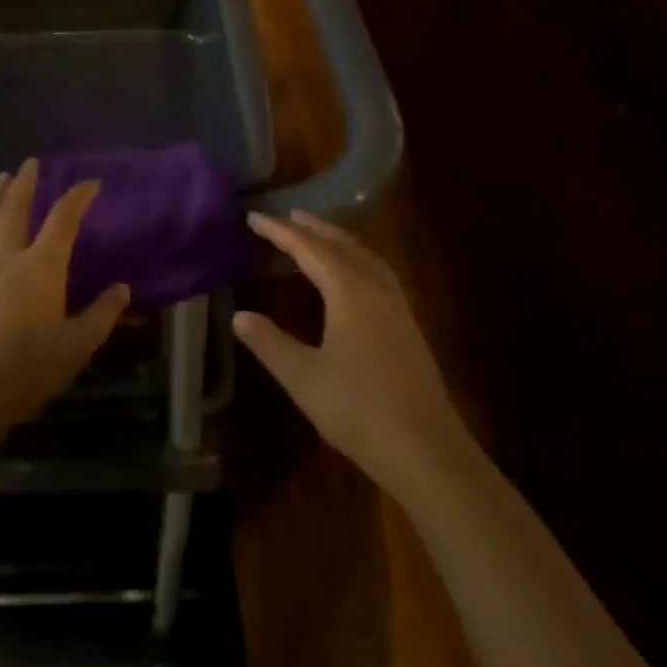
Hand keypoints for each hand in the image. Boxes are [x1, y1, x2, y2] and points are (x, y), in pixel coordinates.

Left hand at [0, 160, 130, 443]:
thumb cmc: (29, 369)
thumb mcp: (78, 345)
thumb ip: (102, 314)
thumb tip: (123, 289)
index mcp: (41, 266)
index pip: (63, 219)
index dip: (78, 197)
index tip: (92, 183)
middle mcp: (7, 261)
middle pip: (15, 212)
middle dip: (24, 185)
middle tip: (29, 162)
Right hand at [234, 211, 467, 496]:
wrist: (427, 450)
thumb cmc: (360, 410)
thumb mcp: (304, 378)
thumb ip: (270, 344)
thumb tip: (239, 316)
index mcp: (348, 290)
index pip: (307, 248)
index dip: (279, 231)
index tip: (254, 216)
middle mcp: (374, 286)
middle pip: (339, 243)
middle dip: (310, 228)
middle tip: (285, 216)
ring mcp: (396, 304)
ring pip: (362, 254)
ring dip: (336, 239)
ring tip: (316, 234)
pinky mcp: (407, 322)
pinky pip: (376, 270)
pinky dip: (355, 256)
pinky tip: (352, 272)